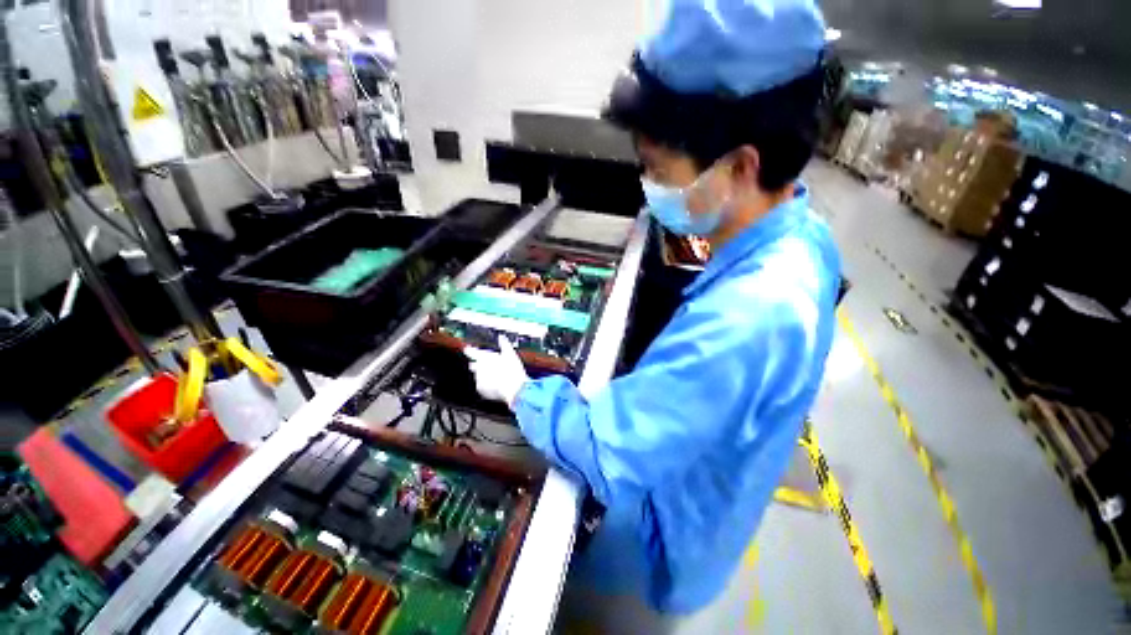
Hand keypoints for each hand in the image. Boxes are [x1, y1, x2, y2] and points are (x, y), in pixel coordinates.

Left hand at [464, 335, 529, 409]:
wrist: (512, 388)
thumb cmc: (512, 370)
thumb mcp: (511, 354)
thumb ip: (504, 344)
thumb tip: (501, 336)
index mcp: (485, 357)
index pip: (471, 352)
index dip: (469, 350)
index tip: (467, 349)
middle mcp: (479, 368)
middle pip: (473, 365)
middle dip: (477, 365)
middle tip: (488, 366)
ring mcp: (478, 379)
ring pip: (478, 376)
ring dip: (484, 376)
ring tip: (496, 378)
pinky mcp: (480, 389)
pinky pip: (481, 386)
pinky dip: (486, 386)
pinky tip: (496, 385)